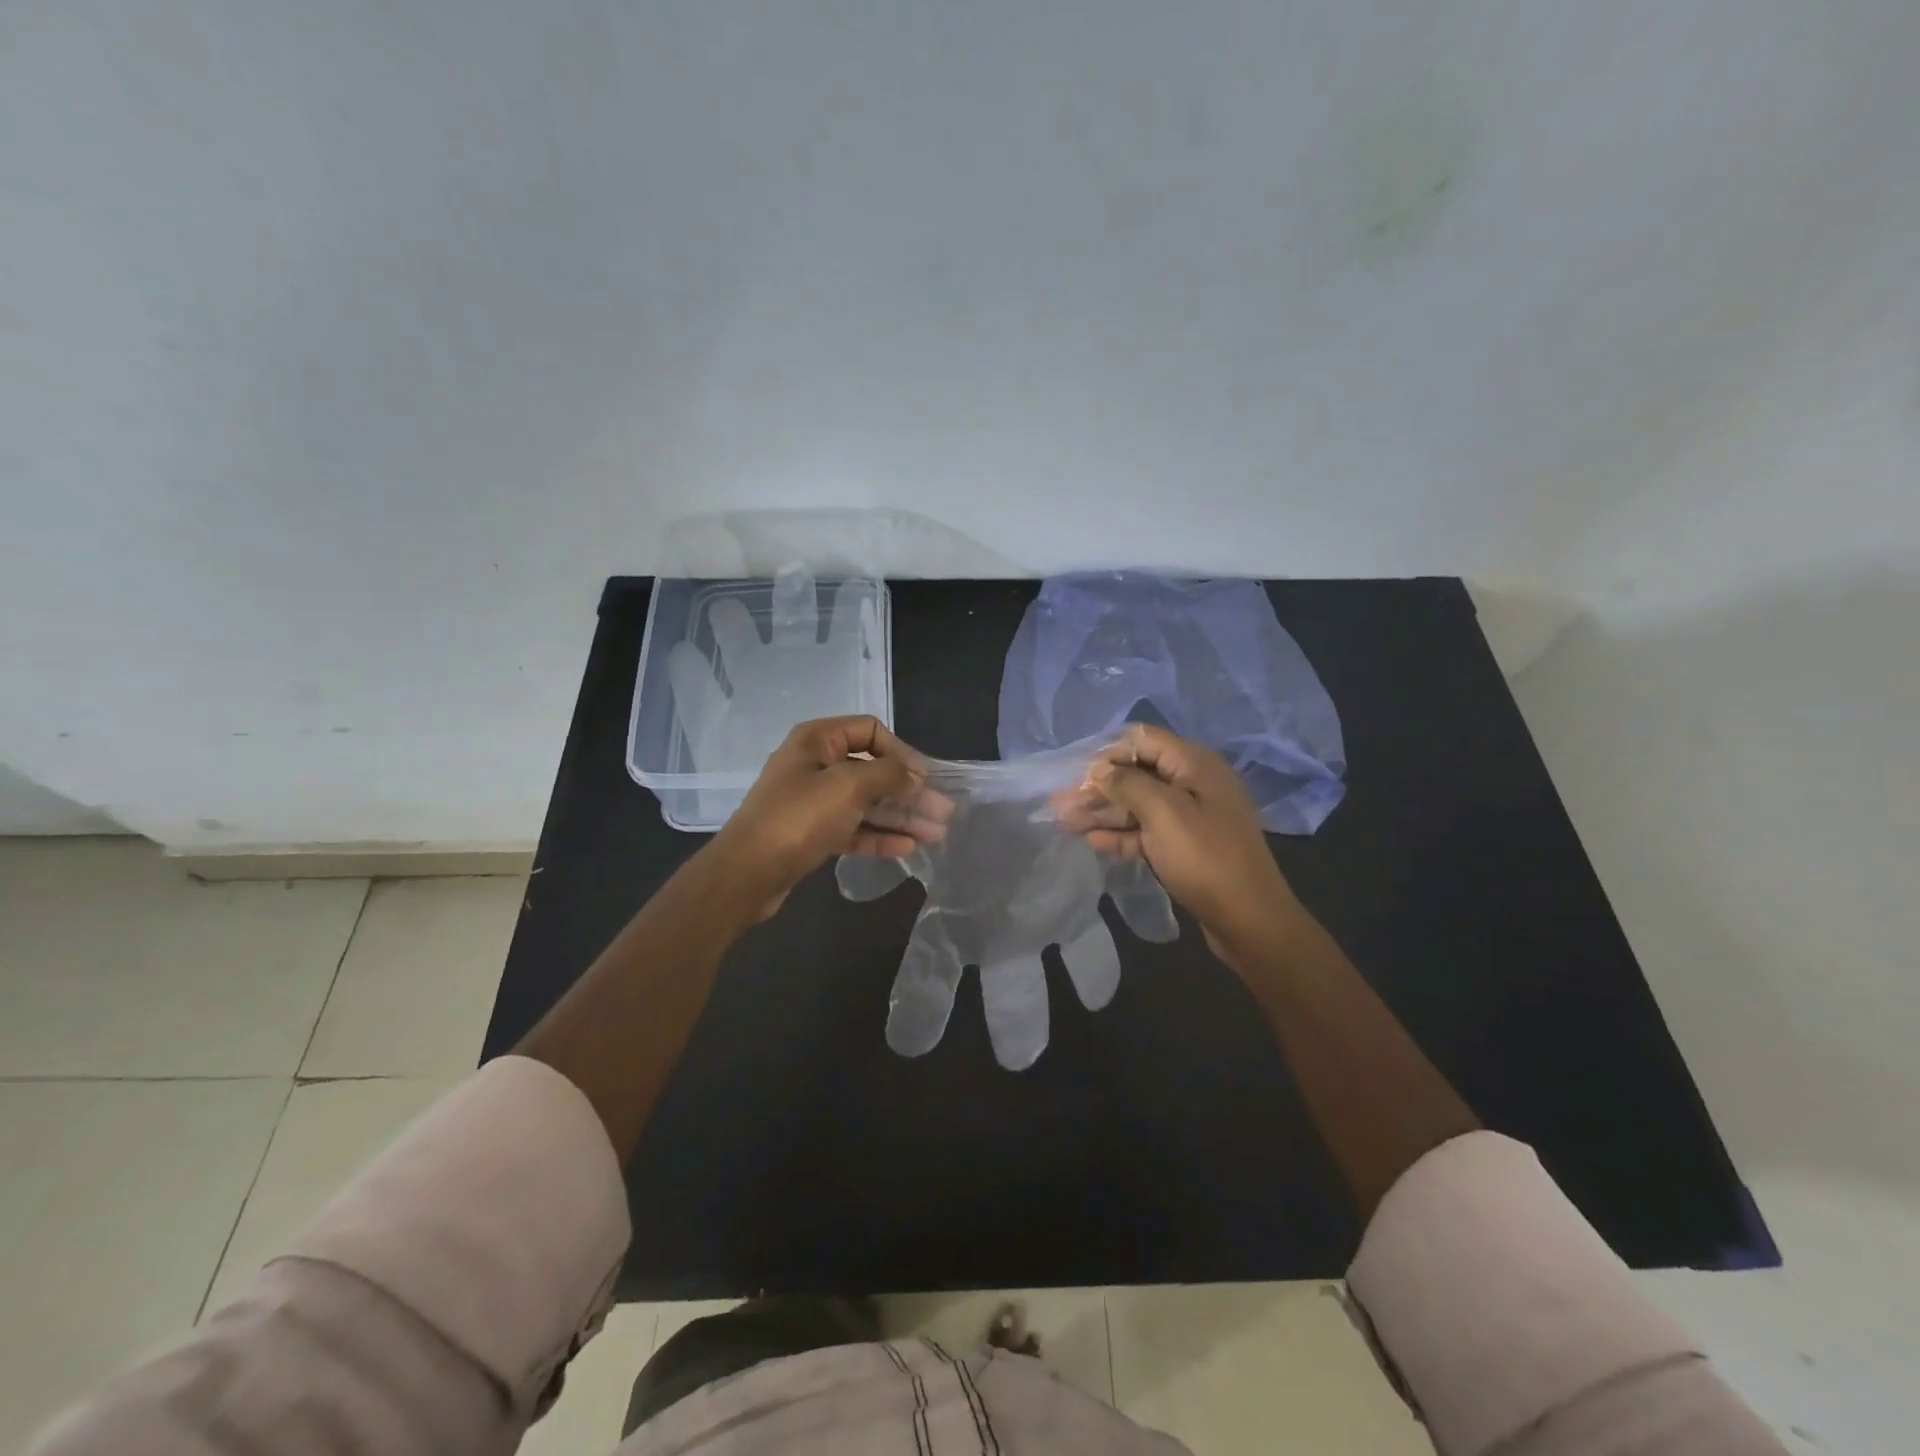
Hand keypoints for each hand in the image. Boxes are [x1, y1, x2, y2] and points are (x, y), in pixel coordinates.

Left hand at [701, 716, 950, 921]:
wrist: (747, 873)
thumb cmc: (799, 818)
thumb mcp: (849, 786)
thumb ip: (889, 775)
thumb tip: (915, 776)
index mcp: (817, 740)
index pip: (870, 731)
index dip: (901, 752)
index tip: (924, 779)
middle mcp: (815, 765)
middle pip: (872, 770)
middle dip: (908, 791)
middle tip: (943, 812)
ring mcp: (812, 801)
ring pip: (865, 803)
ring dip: (900, 816)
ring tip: (935, 834)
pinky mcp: (811, 833)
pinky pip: (852, 828)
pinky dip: (879, 836)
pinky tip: (907, 847)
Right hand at [1055, 724, 1301, 966]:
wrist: (1249, 919)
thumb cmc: (1205, 858)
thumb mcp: (1163, 813)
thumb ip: (1127, 784)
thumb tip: (1099, 769)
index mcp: (1194, 764)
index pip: (1143, 741)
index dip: (1108, 754)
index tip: (1077, 775)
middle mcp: (1194, 783)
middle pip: (1137, 774)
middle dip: (1098, 787)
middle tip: (1060, 803)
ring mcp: (1191, 817)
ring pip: (1138, 805)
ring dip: (1103, 812)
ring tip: (1065, 823)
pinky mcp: (1186, 846)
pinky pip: (1147, 832)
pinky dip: (1121, 834)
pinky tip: (1092, 841)